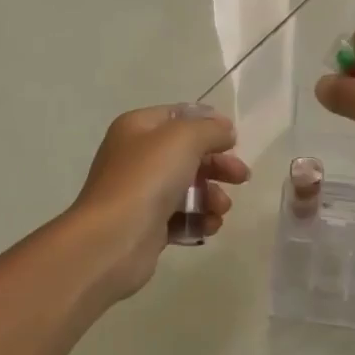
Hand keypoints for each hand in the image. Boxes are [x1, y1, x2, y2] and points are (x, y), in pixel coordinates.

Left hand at [70, 104, 251, 299]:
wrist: (113, 238)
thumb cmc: (147, 179)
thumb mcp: (184, 139)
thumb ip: (210, 130)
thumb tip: (225, 130)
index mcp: (137, 128)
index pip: (178, 116)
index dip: (208, 124)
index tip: (233, 140)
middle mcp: (135, 156)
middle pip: (187, 154)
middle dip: (217, 165)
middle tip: (241, 177)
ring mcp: (139, 192)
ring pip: (186, 188)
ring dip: (211, 196)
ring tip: (220, 209)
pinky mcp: (146, 225)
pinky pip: (179, 217)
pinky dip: (197, 220)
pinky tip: (209, 226)